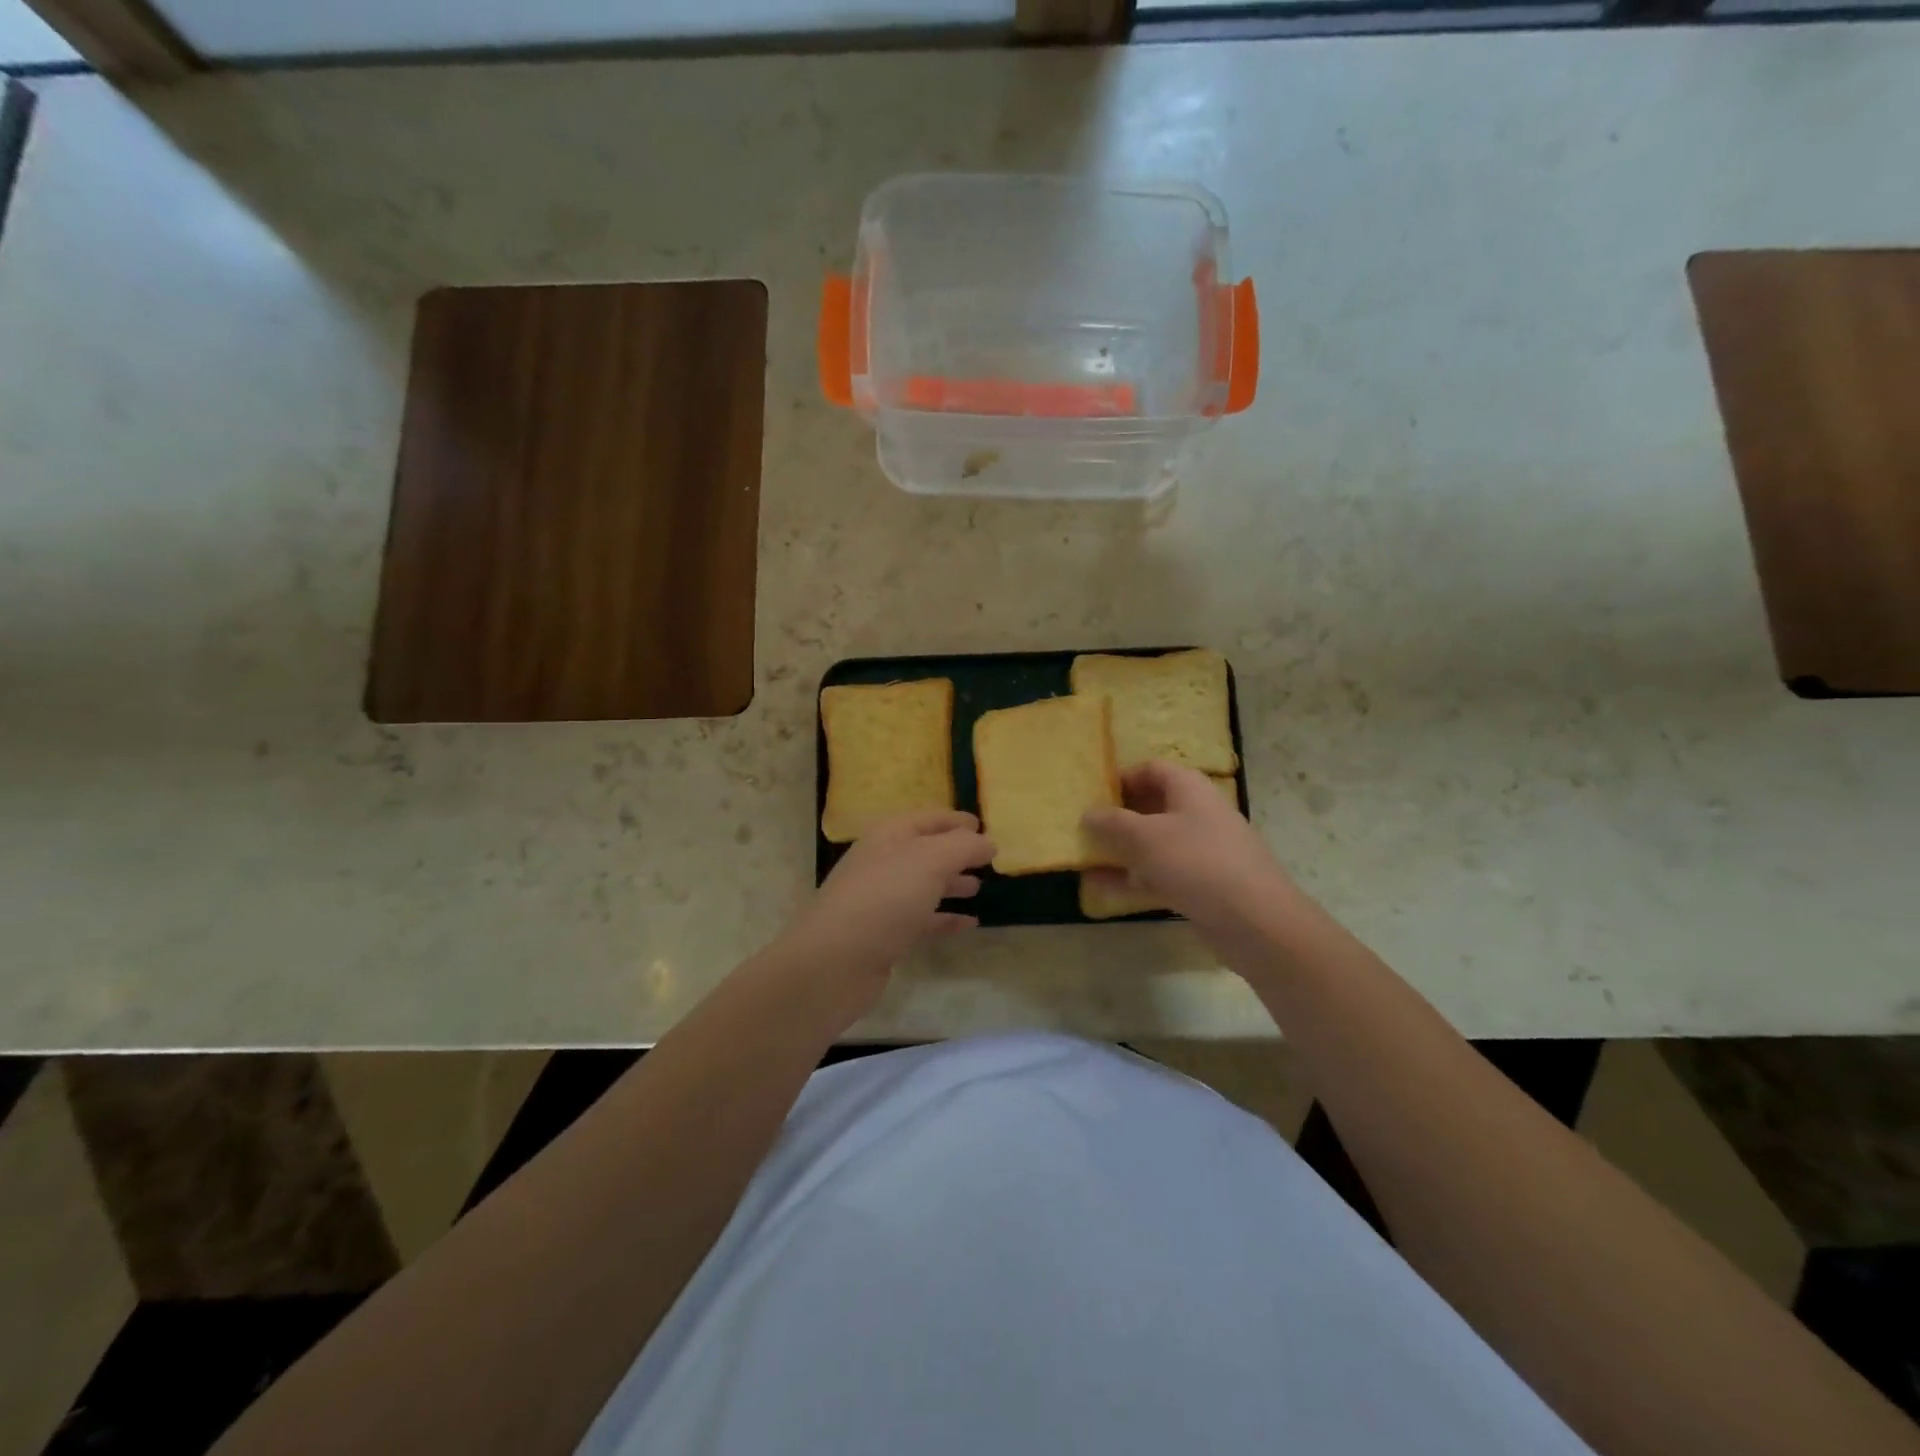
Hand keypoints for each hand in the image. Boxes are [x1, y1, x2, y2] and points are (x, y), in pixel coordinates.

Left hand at [777, 809, 994, 1015]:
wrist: (835, 962)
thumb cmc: (884, 898)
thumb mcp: (930, 861)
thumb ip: (963, 847)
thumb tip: (988, 842)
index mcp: (889, 836)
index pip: (928, 819)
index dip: (956, 821)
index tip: (983, 825)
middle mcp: (883, 862)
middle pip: (925, 851)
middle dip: (955, 853)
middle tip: (987, 859)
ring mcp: (881, 900)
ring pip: (923, 885)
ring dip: (950, 884)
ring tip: (979, 887)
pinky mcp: (884, 934)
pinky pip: (922, 919)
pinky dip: (945, 918)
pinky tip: (969, 923)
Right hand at [1083, 761, 1293, 933]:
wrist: (1255, 921)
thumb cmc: (1197, 862)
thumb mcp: (1146, 837)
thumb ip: (1112, 823)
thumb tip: (1088, 814)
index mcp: (1189, 789)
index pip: (1151, 769)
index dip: (1120, 778)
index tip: (1091, 795)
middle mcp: (1197, 813)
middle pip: (1150, 806)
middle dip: (1116, 817)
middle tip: (1083, 827)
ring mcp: (1200, 851)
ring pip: (1152, 844)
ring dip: (1120, 850)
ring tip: (1083, 858)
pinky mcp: (1201, 884)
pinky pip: (1159, 874)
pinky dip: (1132, 878)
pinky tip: (1100, 888)